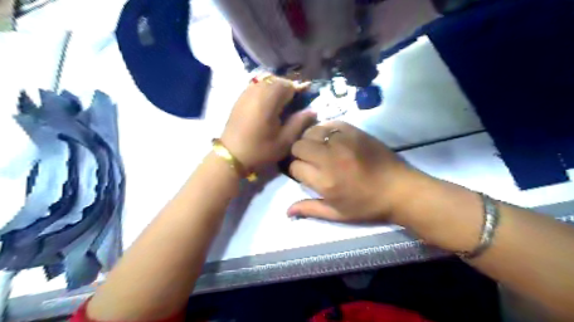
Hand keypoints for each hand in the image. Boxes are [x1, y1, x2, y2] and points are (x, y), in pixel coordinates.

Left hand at [220, 76, 318, 169]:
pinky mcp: (240, 97)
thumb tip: (313, 110)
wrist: (231, 155)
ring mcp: (246, 92)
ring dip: (277, 88)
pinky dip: (266, 90)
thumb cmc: (260, 150)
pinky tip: (268, 104)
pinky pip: (256, 86)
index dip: (299, 90)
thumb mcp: (284, 140)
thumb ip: (300, 122)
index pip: (288, 85)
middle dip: (288, 88)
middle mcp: (256, 91)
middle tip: (294, 103)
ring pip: (266, 81)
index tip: (304, 100)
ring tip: (282, 103)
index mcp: (268, 100)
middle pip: (277, 80)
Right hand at [289, 121, 414, 223]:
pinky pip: (329, 123)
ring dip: (310, 140)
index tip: (305, 173)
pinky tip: (331, 139)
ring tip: (320, 148)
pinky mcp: (354, 131)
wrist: (400, 189)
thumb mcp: (338, 214)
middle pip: (298, 146)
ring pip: (311, 131)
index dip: (296, 170)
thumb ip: (310, 209)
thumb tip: (287, 211)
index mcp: (325, 181)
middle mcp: (329, 158)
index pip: (294, 167)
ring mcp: (342, 141)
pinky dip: (325, 130)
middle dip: (299, 153)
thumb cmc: (368, 205)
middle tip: (310, 160)